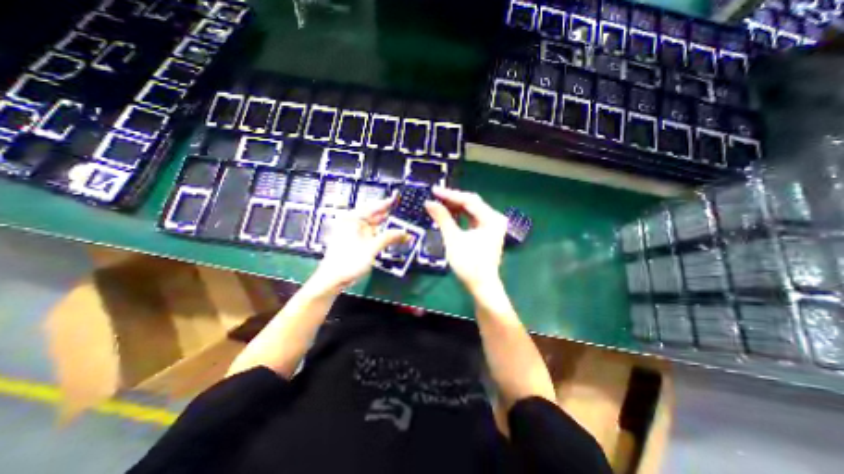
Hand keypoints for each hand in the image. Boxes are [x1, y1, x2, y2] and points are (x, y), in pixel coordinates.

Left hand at [308, 195, 405, 291]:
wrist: (333, 279)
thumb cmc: (348, 261)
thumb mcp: (371, 248)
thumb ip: (388, 238)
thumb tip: (403, 232)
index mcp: (352, 219)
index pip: (372, 207)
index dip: (385, 203)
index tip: (396, 199)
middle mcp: (352, 223)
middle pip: (373, 215)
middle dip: (388, 215)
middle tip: (401, 213)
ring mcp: (353, 232)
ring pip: (373, 225)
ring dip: (386, 227)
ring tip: (399, 225)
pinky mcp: (356, 241)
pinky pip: (371, 234)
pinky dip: (381, 235)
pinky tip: (390, 236)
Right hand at [422, 186, 505, 293]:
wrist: (481, 286)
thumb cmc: (469, 264)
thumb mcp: (453, 239)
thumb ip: (442, 218)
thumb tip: (429, 202)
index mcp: (491, 218)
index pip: (469, 200)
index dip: (450, 195)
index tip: (434, 190)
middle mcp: (495, 218)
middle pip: (472, 203)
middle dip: (453, 200)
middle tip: (435, 196)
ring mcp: (492, 225)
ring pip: (472, 210)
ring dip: (456, 207)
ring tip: (439, 203)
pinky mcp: (487, 232)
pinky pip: (472, 218)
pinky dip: (461, 216)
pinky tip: (449, 214)